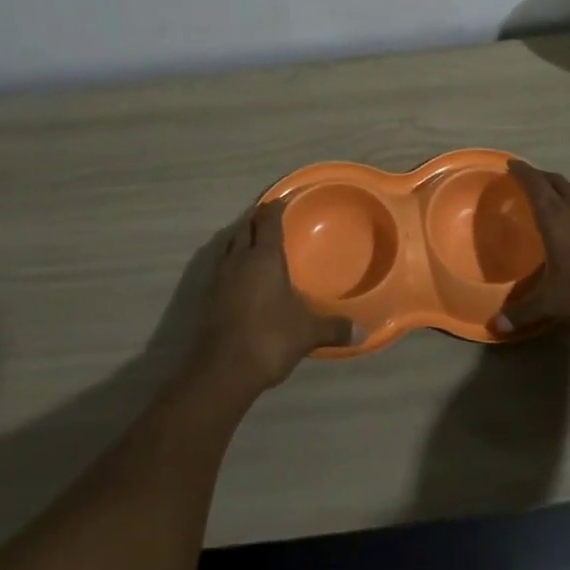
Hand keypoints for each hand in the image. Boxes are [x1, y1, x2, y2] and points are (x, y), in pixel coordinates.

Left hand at [194, 201, 356, 394]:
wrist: (221, 370)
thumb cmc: (269, 338)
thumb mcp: (307, 332)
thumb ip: (334, 327)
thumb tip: (362, 331)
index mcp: (264, 256)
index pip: (269, 220)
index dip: (276, 207)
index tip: (285, 199)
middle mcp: (239, 258)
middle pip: (246, 226)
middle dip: (258, 218)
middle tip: (272, 217)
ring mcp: (219, 276)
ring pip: (229, 244)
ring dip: (242, 238)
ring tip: (256, 242)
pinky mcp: (207, 296)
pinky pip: (221, 266)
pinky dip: (232, 261)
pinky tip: (241, 276)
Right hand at [495, 161, 569, 335]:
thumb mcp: (554, 304)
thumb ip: (524, 311)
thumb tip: (496, 326)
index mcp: (557, 217)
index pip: (535, 185)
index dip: (522, 172)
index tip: (511, 164)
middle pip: (556, 181)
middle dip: (540, 177)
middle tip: (527, 180)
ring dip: (562, 187)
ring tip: (553, 196)